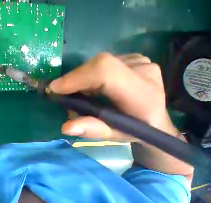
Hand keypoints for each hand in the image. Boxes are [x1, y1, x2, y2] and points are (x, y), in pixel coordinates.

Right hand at [50, 53, 193, 179]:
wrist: (155, 120)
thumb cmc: (134, 131)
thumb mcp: (112, 135)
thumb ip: (91, 130)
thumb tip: (66, 127)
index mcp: (142, 94)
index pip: (105, 73)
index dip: (76, 78)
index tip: (54, 88)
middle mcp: (143, 71)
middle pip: (99, 65)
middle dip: (74, 80)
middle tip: (64, 95)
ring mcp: (140, 61)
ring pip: (98, 64)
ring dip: (81, 79)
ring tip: (79, 95)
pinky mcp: (134, 58)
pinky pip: (104, 64)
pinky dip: (90, 76)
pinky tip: (92, 89)